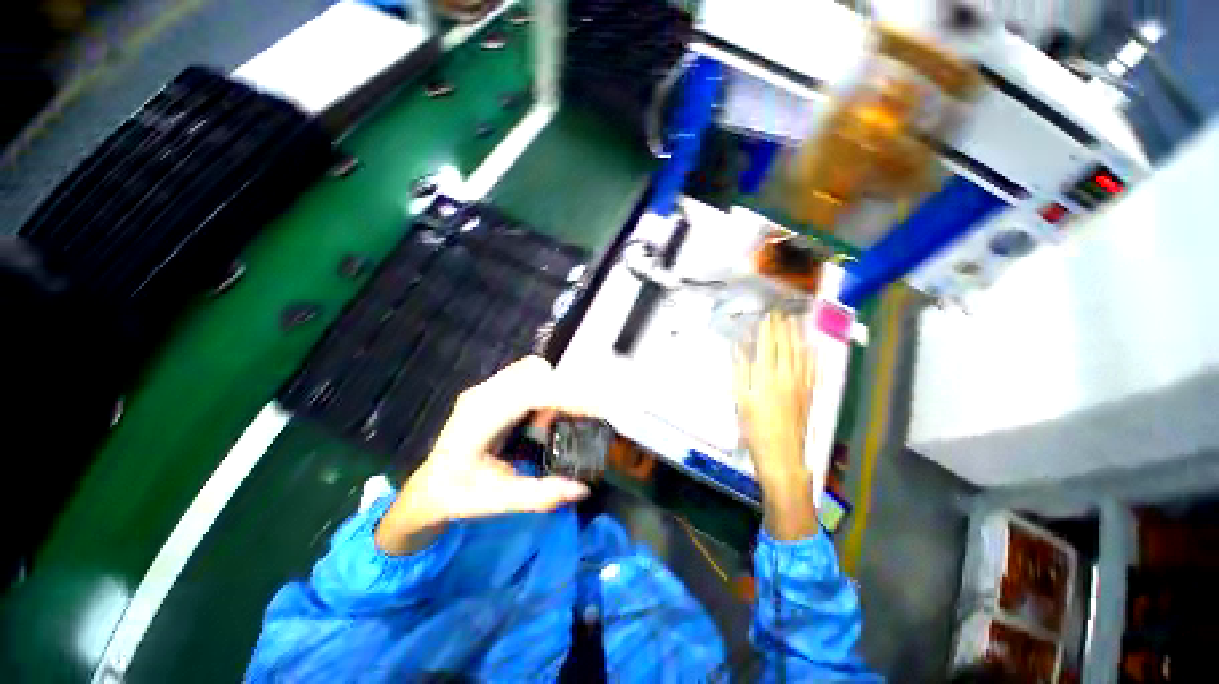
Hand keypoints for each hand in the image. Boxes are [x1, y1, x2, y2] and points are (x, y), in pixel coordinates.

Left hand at [375, 356, 593, 554]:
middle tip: (571, 421)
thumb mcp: (498, 502)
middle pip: (534, 372)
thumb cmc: (458, 495)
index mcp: (479, 419)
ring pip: (532, 369)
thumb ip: (540, 496)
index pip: (530, 394)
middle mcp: (482, 394)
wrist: (429, 487)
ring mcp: (485, 388)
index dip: (566, 398)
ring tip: (549, 424)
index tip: (596, 410)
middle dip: (562, 392)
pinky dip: (543, 390)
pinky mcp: (490, 389)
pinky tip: (538, 418)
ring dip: (552, 390)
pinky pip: (527, 376)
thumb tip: (582, 489)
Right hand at [734, 312, 818, 538]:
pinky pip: (813, 370)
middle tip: (782, 313)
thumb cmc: (754, 428)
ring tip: (796, 323)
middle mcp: (787, 376)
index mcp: (767, 377)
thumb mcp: (741, 399)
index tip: (768, 315)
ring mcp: (801, 385)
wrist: (781, 455)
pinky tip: (813, 348)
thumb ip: (741, 371)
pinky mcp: (809, 395)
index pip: (769, 346)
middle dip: (784, 328)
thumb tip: (740, 348)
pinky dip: (813, 356)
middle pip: (787, 347)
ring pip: (802, 355)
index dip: (768, 329)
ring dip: (799, 337)